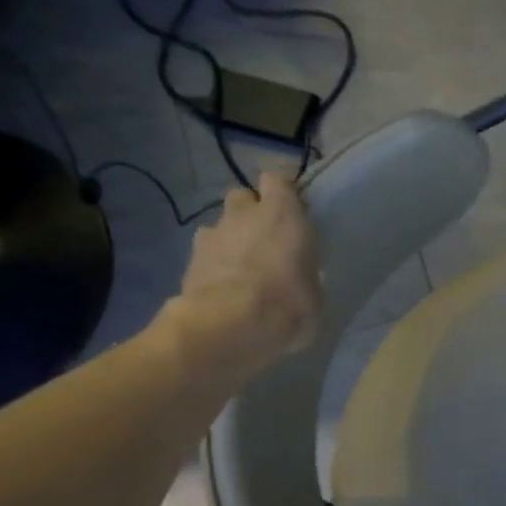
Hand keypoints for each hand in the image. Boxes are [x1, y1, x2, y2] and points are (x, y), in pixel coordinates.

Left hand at [169, 170, 321, 383]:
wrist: (229, 326)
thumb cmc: (287, 305)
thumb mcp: (314, 294)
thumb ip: (306, 275)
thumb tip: (303, 280)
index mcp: (282, 214)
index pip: (278, 179)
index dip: (284, 191)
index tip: (294, 206)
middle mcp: (244, 214)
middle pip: (244, 197)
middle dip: (252, 212)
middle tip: (266, 238)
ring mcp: (212, 234)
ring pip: (222, 225)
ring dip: (232, 238)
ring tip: (243, 267)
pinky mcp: (190, 259)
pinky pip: (206, 252)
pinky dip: (215, 263)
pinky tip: (224, 286)